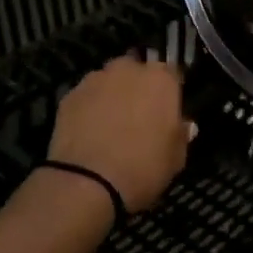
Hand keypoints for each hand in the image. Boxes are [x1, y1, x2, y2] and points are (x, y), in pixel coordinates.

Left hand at [47, 56, 193, 212]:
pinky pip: (86, 97)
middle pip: (136, 71)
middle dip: (138, 87)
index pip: (172, 73)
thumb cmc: (143, 168)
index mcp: (160, 80)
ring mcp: (95, 80)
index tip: (168, 110)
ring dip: (112, 95)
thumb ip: (180, 135)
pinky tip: (89, 131)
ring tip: (110, 124)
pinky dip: (89, 108)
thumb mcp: (176, 158)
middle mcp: (127, 70)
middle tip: (139, 115)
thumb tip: (184, 125)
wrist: (87, 181)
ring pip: (108, 81)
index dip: (170, 91)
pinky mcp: (69, 95)